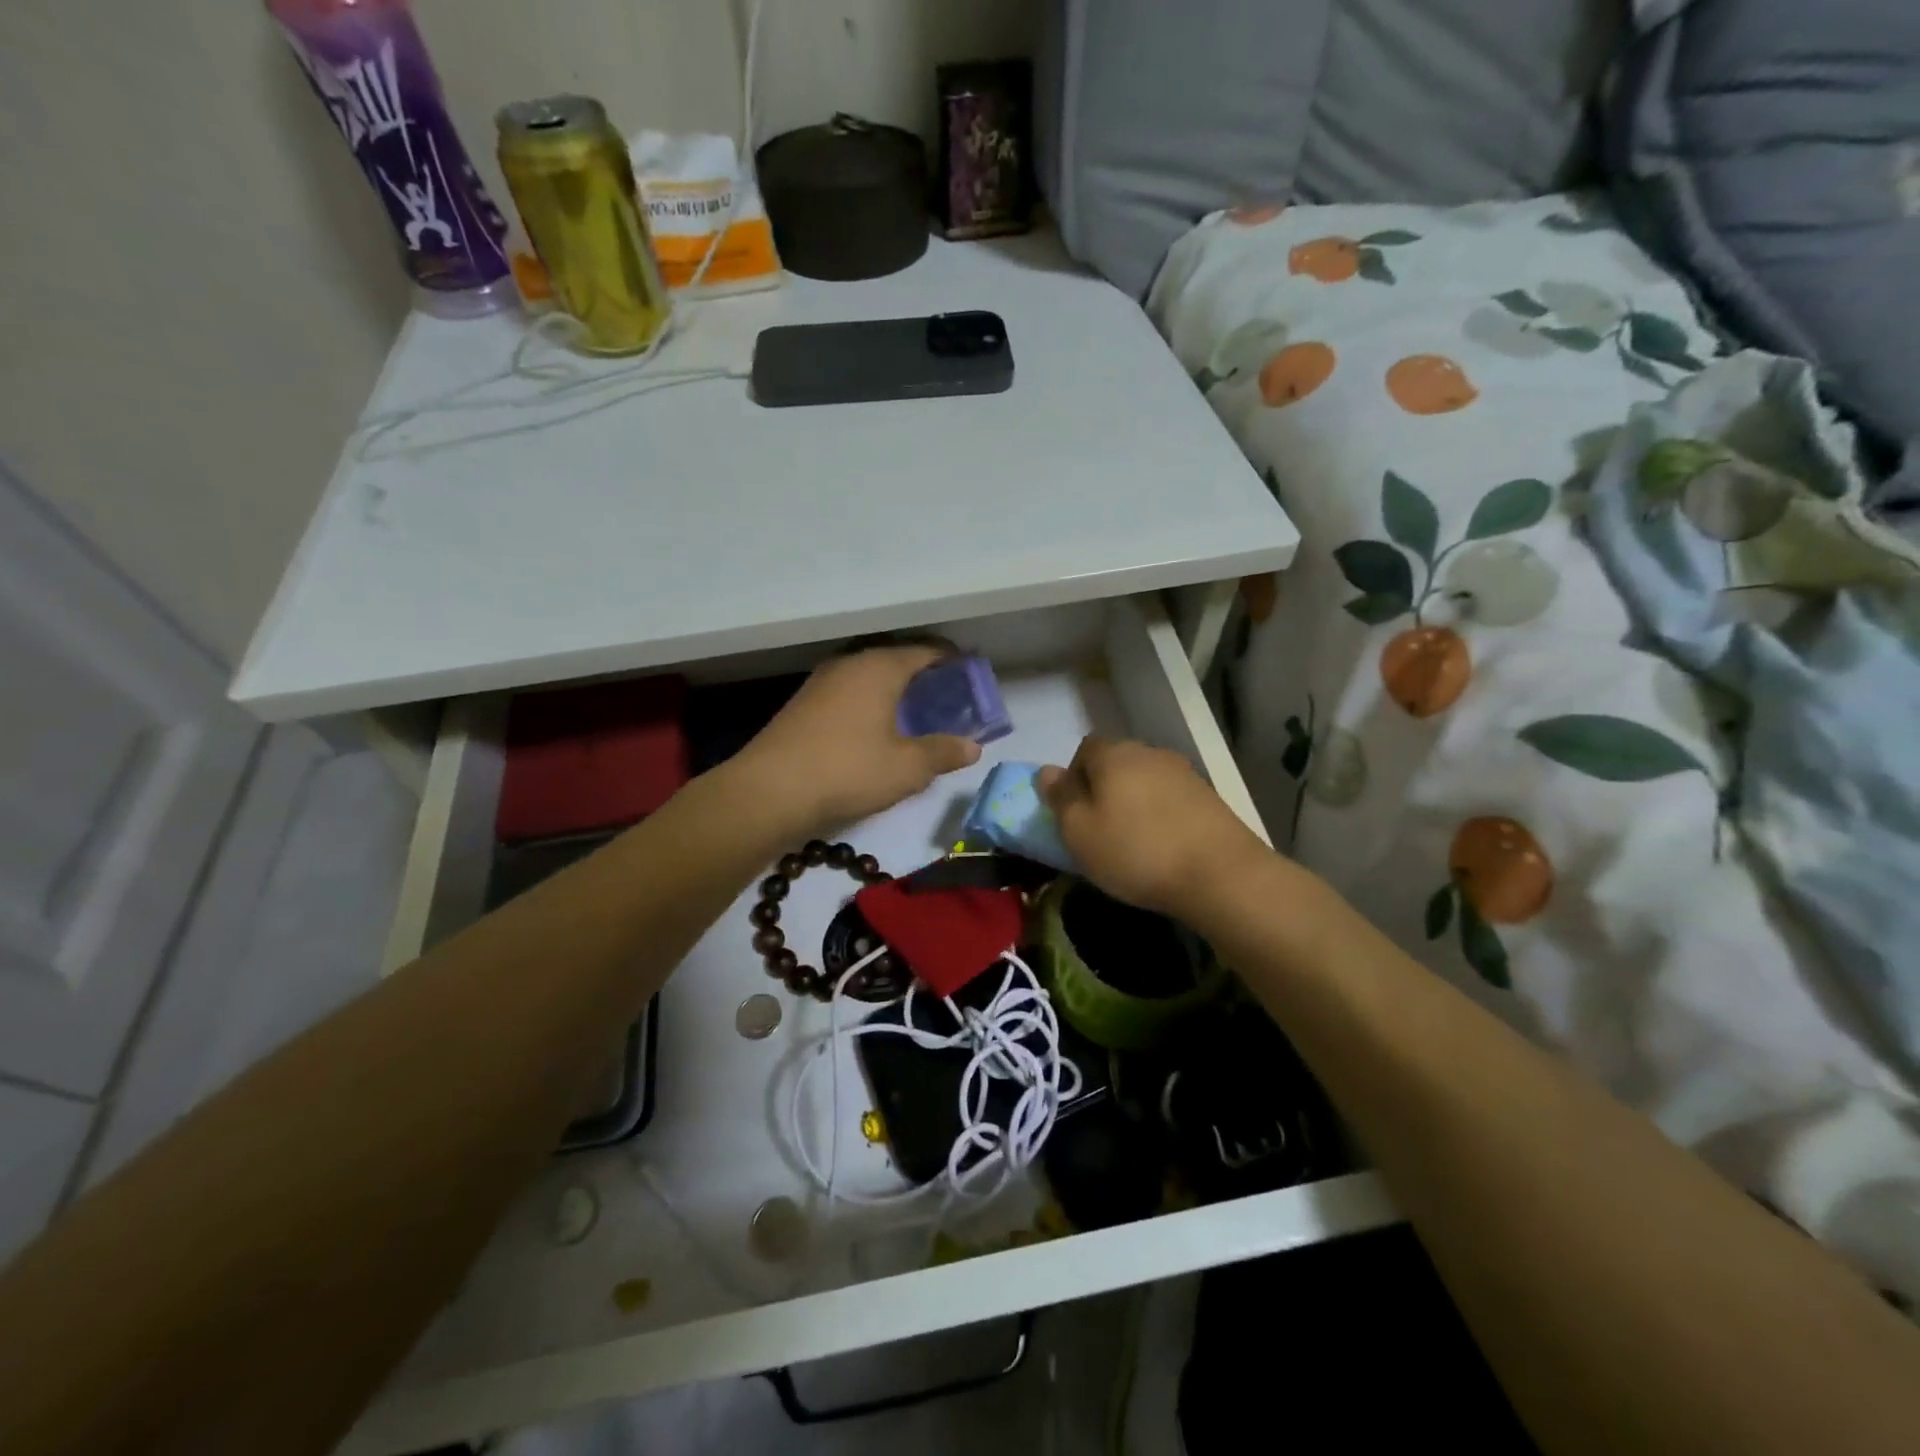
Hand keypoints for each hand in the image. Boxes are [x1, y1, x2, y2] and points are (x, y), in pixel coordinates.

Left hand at [733, 647, 981, 838]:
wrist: (769, 791)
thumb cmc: (848, 771)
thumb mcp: (907, 768)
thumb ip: (942, 753)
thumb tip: (972, 746)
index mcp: (879, 667)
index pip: (925, 651)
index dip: (951, 660)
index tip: (970, 673)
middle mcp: (849, 664)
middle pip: (895, 659)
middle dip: (922, 674)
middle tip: (946, 696)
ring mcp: (821, 682)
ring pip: (868, 675)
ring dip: (893, 688)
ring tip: (914, 712)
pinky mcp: (802, 704)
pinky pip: (848, 692)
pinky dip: (869, 701)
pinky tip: (875, 727)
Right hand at [1037, 736, 1267, 917]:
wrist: (1220, 874)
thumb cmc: (1136, 851)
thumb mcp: (1079, 832)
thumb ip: (1061, 798)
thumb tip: (1047, 771)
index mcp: (1114, 754)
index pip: (1084, 748)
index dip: (1074, 777)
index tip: (1074, 812)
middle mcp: (1150, 753)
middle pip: (1116, 763)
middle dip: (1104, 790)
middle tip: (1099, 829)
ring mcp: (1184, 773)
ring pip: (1145, 781)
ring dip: (1134, 803)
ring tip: (1133, 843)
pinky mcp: (1209, 797)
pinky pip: (1171, 799)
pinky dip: (1161, 816)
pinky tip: (1163, 847)